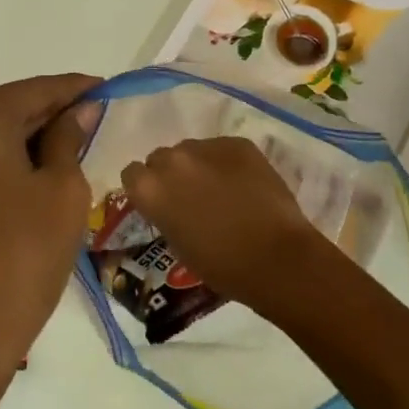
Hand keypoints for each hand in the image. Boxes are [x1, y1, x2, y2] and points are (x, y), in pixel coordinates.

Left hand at [0, 74, 100, 378]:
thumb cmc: (22, 256)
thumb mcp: (62, 190)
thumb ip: (70, 138)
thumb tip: (80, 110)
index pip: (37, 90)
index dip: (76, 88)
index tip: (108, 87)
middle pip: (10, 109)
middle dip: (53, 113)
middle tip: (97, 118)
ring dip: (31, 138)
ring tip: (77, 145)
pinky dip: (9, 160)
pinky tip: (41, 170)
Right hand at [119, 137, 333, 313]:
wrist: (275, 256)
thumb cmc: (221, 265)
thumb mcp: (178, 244)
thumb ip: (165, 213)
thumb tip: (171, 203)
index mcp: (150, 188)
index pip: (132, 174)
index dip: (145, 188)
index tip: (159, 202)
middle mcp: (172, 160)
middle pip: (161, 158)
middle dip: (171, 174)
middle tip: (190, 197)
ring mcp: (206, 146)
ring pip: (192, 150)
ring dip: (198, 166)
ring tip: (221, 189)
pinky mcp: (237, 143)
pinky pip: (222, 148)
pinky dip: (227, 163)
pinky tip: (243, 184)